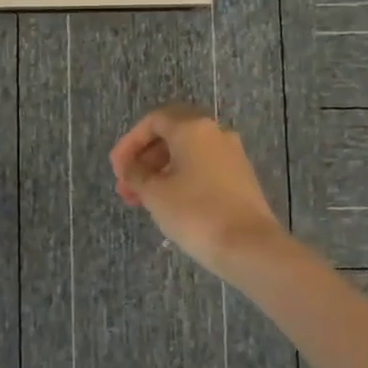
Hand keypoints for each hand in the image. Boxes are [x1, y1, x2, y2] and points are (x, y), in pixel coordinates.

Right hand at [109, 104, 288, 277]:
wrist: (249, 246)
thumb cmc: (195, 212)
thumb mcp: (154, 192)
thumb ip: (135, 173)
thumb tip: (130, 166)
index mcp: (192, 128)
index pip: (153, 121)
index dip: (129, 143)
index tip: (117, 170)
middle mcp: (215, 133)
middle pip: (171, 135)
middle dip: (143, 160)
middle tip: (126, 187)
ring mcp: (232, 155)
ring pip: (187, 154)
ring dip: (160, 172)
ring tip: (142, 200)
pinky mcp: (241, 178)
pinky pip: (203, 169)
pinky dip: (180, 179)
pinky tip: (168, 204)